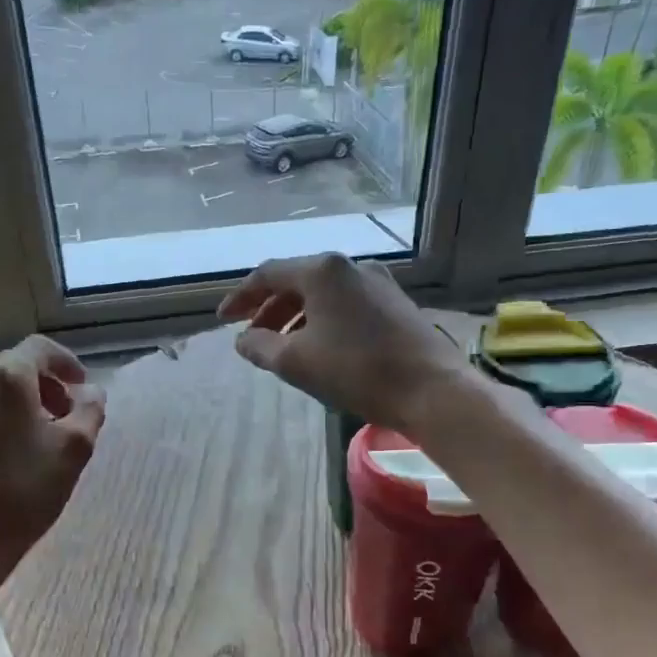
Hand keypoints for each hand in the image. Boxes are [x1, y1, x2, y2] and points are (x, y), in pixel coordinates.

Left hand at [0, 335, 105, 601]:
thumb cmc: (25, 492)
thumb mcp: (75, 449)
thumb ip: (89, 410)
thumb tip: (90, 391)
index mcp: (4, 379)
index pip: (39, 348)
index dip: (66, 362)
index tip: (81, 387)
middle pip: (11, 370)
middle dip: (42, 387)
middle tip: (63, 417)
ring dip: (15, 407)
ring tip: (33, 442)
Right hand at [216, 254, 467, 433]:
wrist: (432, 389)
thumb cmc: (356, 371)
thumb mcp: (295, 362)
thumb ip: (260, 346)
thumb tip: (243, 340)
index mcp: (322, 271)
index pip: (268, 274)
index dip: (240, 297)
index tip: (224, 321)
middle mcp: (350, 266)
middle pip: (297, 280)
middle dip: (269, 308)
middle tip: (252, 336)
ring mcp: (377, 282)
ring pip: (323, 293)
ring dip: (295, 315)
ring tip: (282, 345)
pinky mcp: (395, 302)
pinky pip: (346, 303)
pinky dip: (322, 319)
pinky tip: (320, 346)